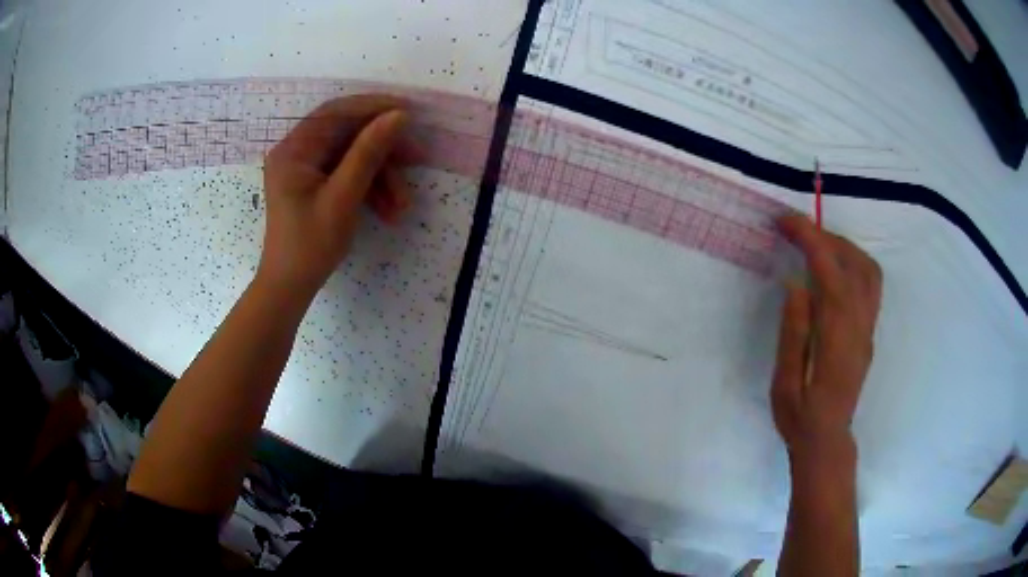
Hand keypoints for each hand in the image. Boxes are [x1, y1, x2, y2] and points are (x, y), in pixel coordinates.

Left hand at [257, 95, 418, 298]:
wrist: (291, 287)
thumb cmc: (310, 245)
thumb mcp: (343, 198)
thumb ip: (369, 153)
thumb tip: (399, 115)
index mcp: (294, 150)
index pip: (335, 113)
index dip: (373, 107)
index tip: (408, 111)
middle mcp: (297, 152)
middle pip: (346, 135)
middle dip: (383, 150)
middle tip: (416, 158)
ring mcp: (305, 168)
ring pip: (351, 157)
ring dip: (381, 176)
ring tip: (401, 205)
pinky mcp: (314, 183)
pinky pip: (347, 174)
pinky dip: (369, 188)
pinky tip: (388, 210)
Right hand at [771, 215, 882, 463]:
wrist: (827, 441)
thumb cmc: (800, 417)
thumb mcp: (784, 383)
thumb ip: (793, 333)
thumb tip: (796, 284)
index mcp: (837, 336)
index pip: (829, 271)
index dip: (809, 238)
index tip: (784, 221)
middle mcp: (860, 325)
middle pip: (853, 262)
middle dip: (823, 236)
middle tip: (793, 230)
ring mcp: (868, 327)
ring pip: (868, 269)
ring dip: (842, 246)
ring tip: (814, 244)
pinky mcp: (869, 331)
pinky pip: (871, 283)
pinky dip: (853, 261)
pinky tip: (833, 268)